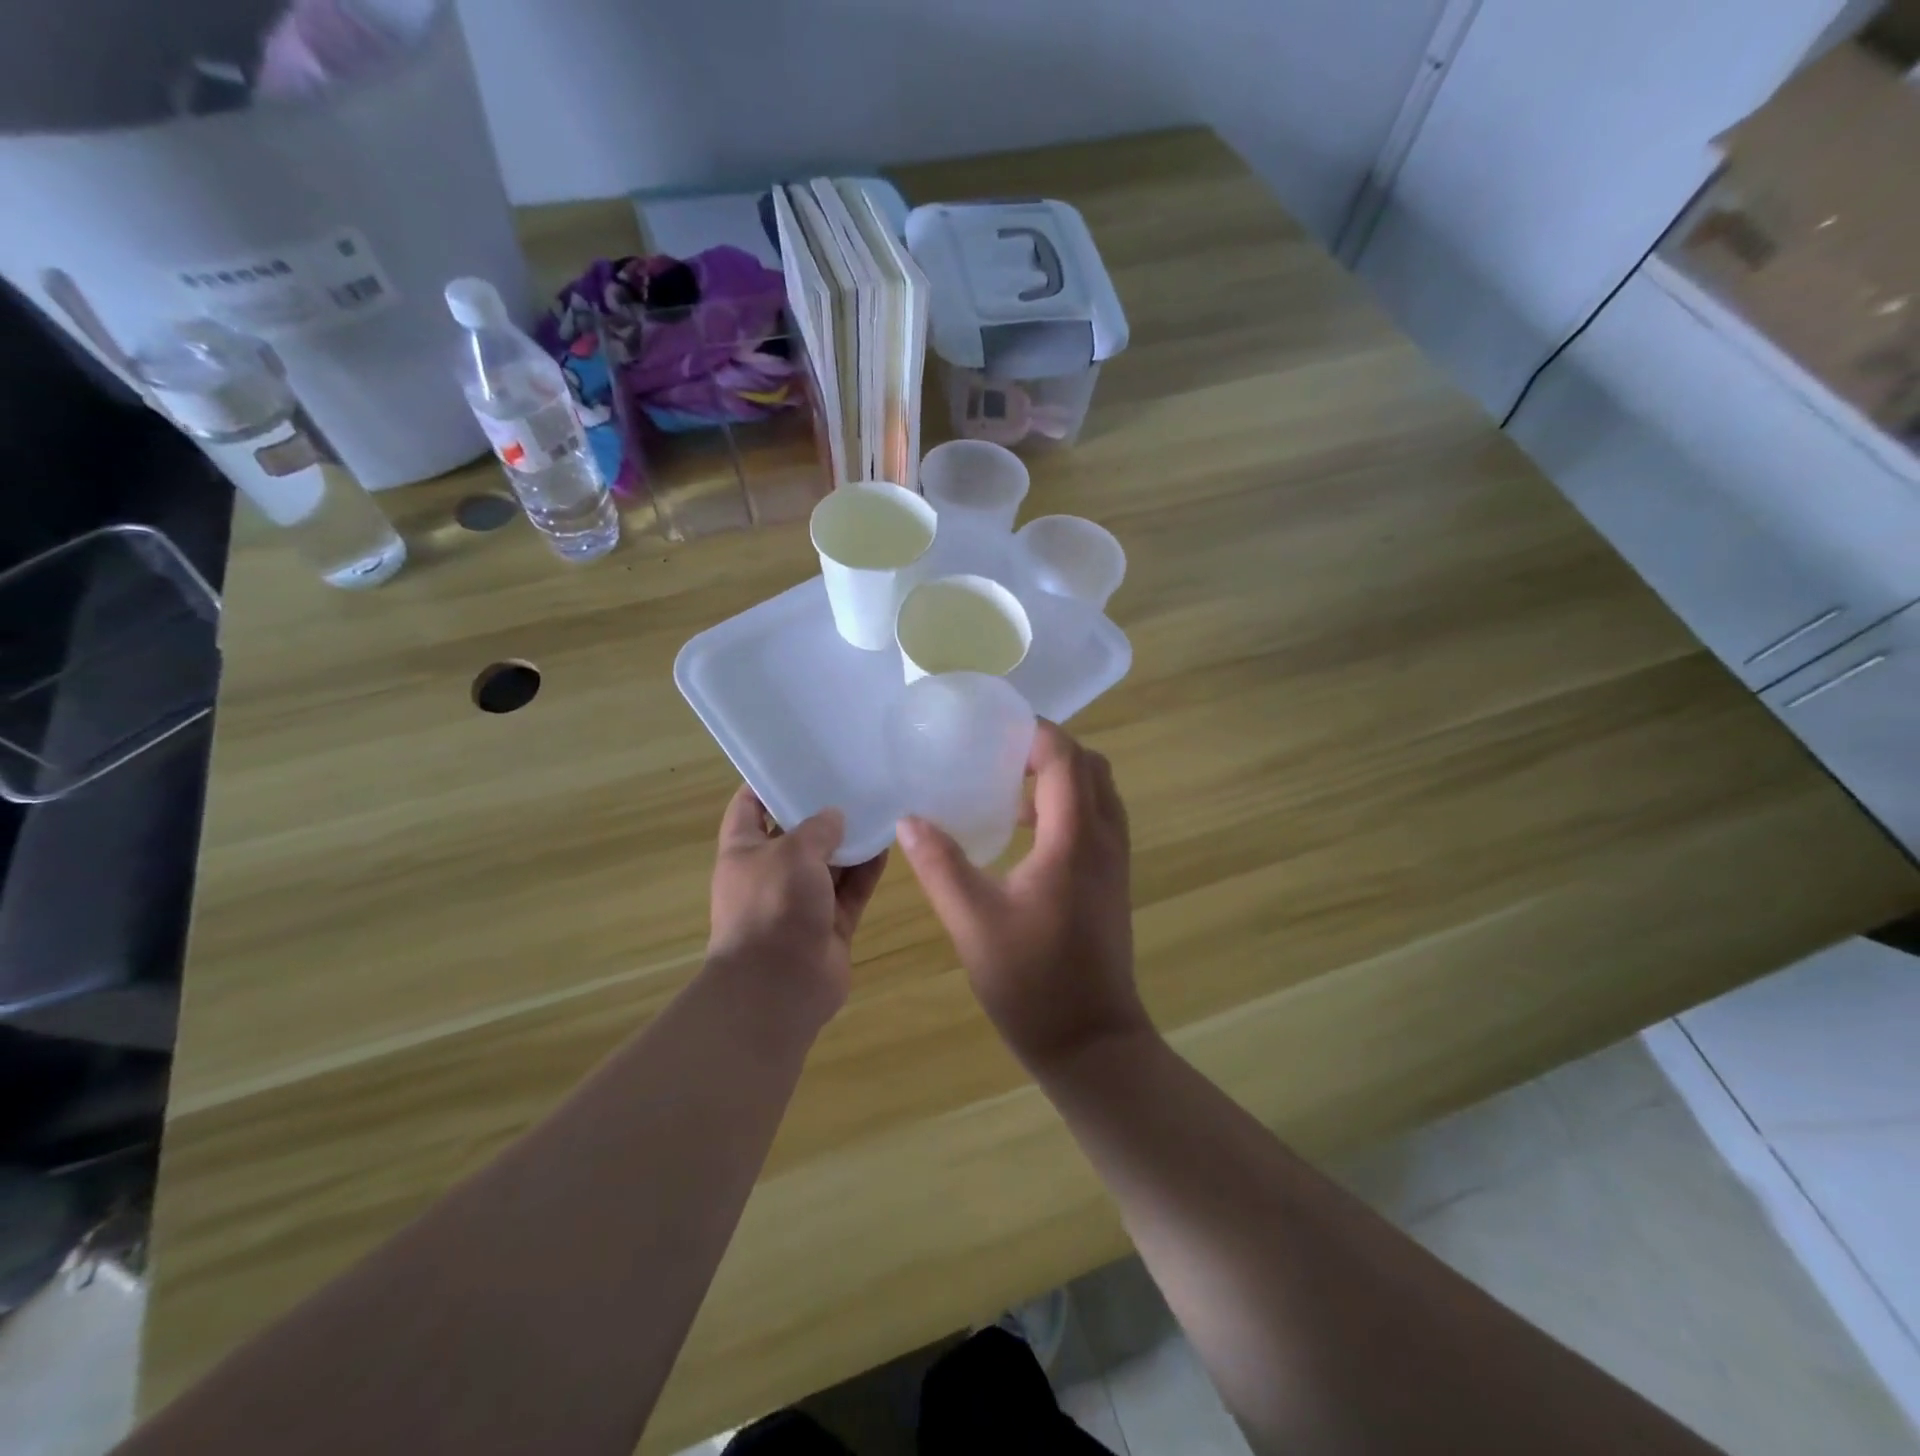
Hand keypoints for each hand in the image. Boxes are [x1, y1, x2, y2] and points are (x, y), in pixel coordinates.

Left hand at [708, 788, 887, 1022]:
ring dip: (850, 840)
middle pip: (796, 834)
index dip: (768, 782)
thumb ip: (817, 828)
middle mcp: (771, 874)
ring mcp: (801, 901)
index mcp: (744, 852)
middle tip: (851, 778)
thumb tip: (834, 816)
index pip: (749, 806)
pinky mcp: (830, 924)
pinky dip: (867, 870)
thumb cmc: (772, 906)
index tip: (799, 759)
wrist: (779, 987)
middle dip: (820, 811)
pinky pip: (852, 890)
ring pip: (829, 863)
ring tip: (878, 804)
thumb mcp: (792, 853)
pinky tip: (890, 843)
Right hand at [895, 722, 1148, 1071]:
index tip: (994, 728)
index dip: (1035, 733)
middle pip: (1090, 767)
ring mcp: (1116, 862)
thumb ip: (940, 865)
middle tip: (999, 754)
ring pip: (1099, 793)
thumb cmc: (1032, 982)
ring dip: (1061, 778)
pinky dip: (1068, 807)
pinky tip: (1024, 834)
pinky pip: (1098, 821)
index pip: (1065, 759)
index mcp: (1075, 839)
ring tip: (1007, 788)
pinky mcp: (1113, 882)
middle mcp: (1105, 840)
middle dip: (1049, 749)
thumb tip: (910, 820)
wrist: (1091, 1042)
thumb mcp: (973, 921)